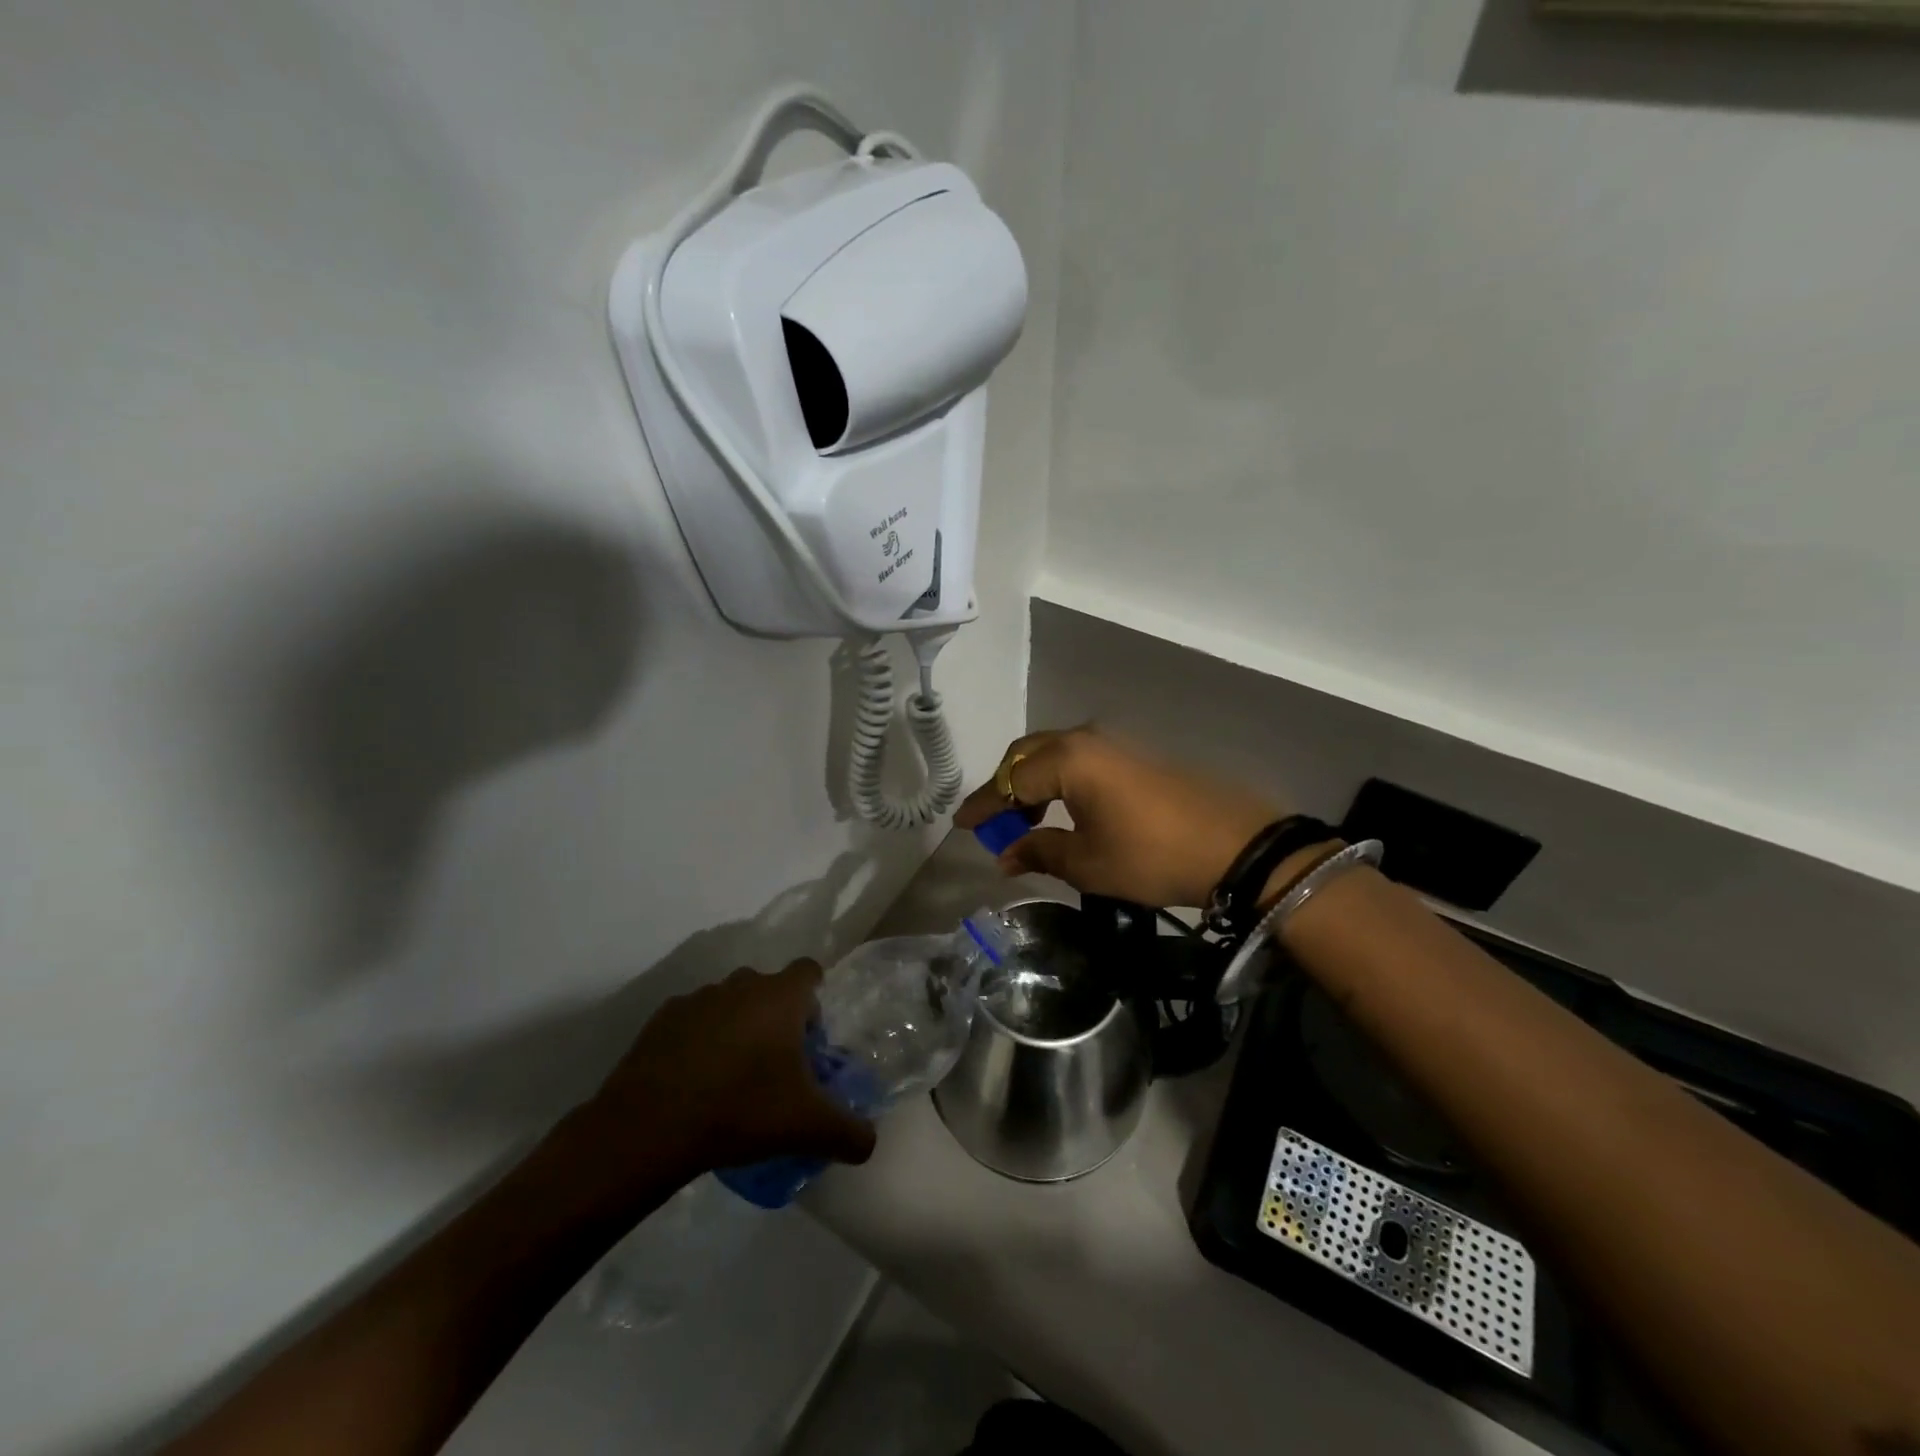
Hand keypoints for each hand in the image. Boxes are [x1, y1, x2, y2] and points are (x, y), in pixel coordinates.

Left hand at [580, 962, 876, 1179]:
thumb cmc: (741, 1110)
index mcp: (780, 997)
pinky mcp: (661, 1019)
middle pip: (768, 988)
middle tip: (776, 1065)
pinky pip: (692, 1021)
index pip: (809, 971)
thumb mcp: (808, 1128)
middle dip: (776, 1017)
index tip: (810, 1036)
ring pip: (729, 1003)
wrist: (651, 1126)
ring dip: (736, 1027)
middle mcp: (741, 985)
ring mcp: (698, 998)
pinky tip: (694, 1082)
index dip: (814, 998)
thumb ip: (849, 1133)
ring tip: (732, 1077)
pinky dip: (698, 1041)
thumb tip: (869, 1144)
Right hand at [954, 727, 1286, 907]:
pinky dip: (1060, 780)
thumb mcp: (1088, 863)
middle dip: (1006, 788)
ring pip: (1055, 754)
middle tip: (996, 823)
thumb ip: (1040, 852)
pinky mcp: (1136, 755)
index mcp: (1068, 760)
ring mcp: (1115, 743)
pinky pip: (1080, 759)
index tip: (961, 824)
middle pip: (1028, 755)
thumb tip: (1005, 855)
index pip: (1010, 780)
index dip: (984, 805)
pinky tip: (1066, 810)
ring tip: (1029, 821)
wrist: (1236, 846)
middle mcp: (1087, 739)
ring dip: (1034, 783)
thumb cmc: (1151, 856)